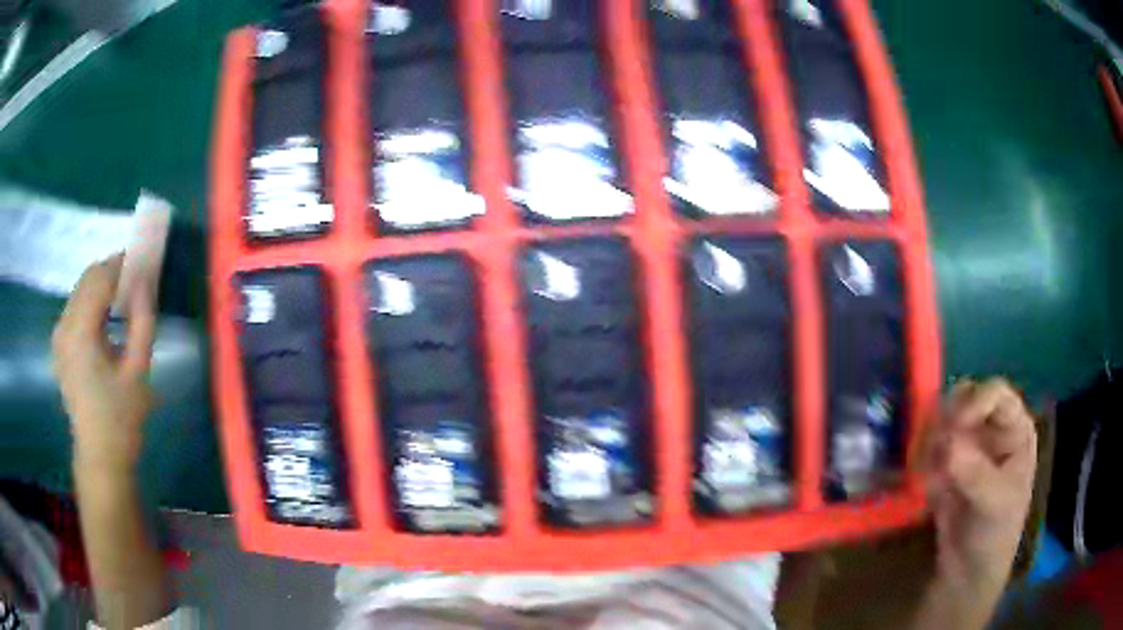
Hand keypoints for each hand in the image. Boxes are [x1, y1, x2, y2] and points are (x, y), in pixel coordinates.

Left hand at [52, 255, 156, 476]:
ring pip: (80, 290)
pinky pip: (75, 308)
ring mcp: (58, 335)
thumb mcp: (138, 371)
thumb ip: (142, 321)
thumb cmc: (121, 420)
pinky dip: (92, 302)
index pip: (100, 278)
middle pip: (87, 279)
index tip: (144, 262)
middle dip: (112, 272)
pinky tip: (105, 320)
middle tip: (136, 281)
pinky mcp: (59, 346)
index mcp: (80, 332)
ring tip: (123, 301)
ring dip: (101, 286)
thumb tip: (145, 282)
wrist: (100, 458)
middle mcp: (64, 326)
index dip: (122, 263)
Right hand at [923, 378, 1036, 590]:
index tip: (952, 427)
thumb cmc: (995, 533)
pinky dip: (921, 462)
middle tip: (934, 450)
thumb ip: (975, 473)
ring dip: (930, 444)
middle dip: (946, 421)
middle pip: (964, 398)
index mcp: (1015, 428)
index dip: (975, 401)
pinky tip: (928, 487)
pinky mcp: (943, 463)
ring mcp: (966, 444)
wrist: (968, 570)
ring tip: (931, 477)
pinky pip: (926, 447)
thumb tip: (949, 444)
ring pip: (940, 419)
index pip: (996, 393)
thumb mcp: (994, 504)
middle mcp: (991, 428)